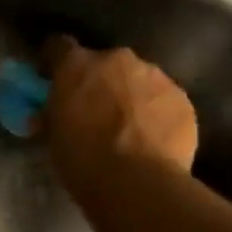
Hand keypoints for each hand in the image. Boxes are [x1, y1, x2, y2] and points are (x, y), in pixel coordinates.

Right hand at [42, 37, 197, 205]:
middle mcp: (118, 60)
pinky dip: (154, 113)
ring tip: (127, 129)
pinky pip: (162, 100)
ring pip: (137, 79)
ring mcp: (155, 76)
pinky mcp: (182, 99)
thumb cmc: (83, 160)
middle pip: (104, 63)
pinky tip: (150, 140)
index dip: (54, 62)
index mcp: (78, 66)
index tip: (51, 79)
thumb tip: (49, 113)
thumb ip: (53, 115)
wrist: (137, 183)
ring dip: (129, 95)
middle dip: (98, 82)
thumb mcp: (53, 138)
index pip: (58, 47)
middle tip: (93, 111)